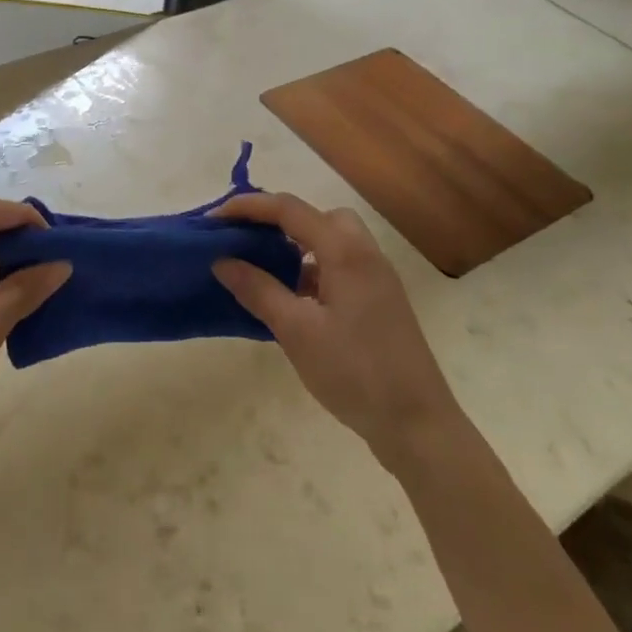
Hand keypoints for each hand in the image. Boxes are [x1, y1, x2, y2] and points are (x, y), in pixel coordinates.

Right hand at [211, 192, 460, 475]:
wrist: (417, 424)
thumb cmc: (354, 372)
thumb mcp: (296, 331)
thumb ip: (258, 290)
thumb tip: (222, 260)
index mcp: (345, 252)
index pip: (290, 209)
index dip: (248, 208)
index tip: (213, 220)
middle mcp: (364, 254)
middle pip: (317, 216)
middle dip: (278, 220)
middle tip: (245, 240)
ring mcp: (376, 278)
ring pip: (331, 242)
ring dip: (296, 246)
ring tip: (262, 270)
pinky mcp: (379, 301)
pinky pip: (339, 267)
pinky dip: (312, 270)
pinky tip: (291, 301)